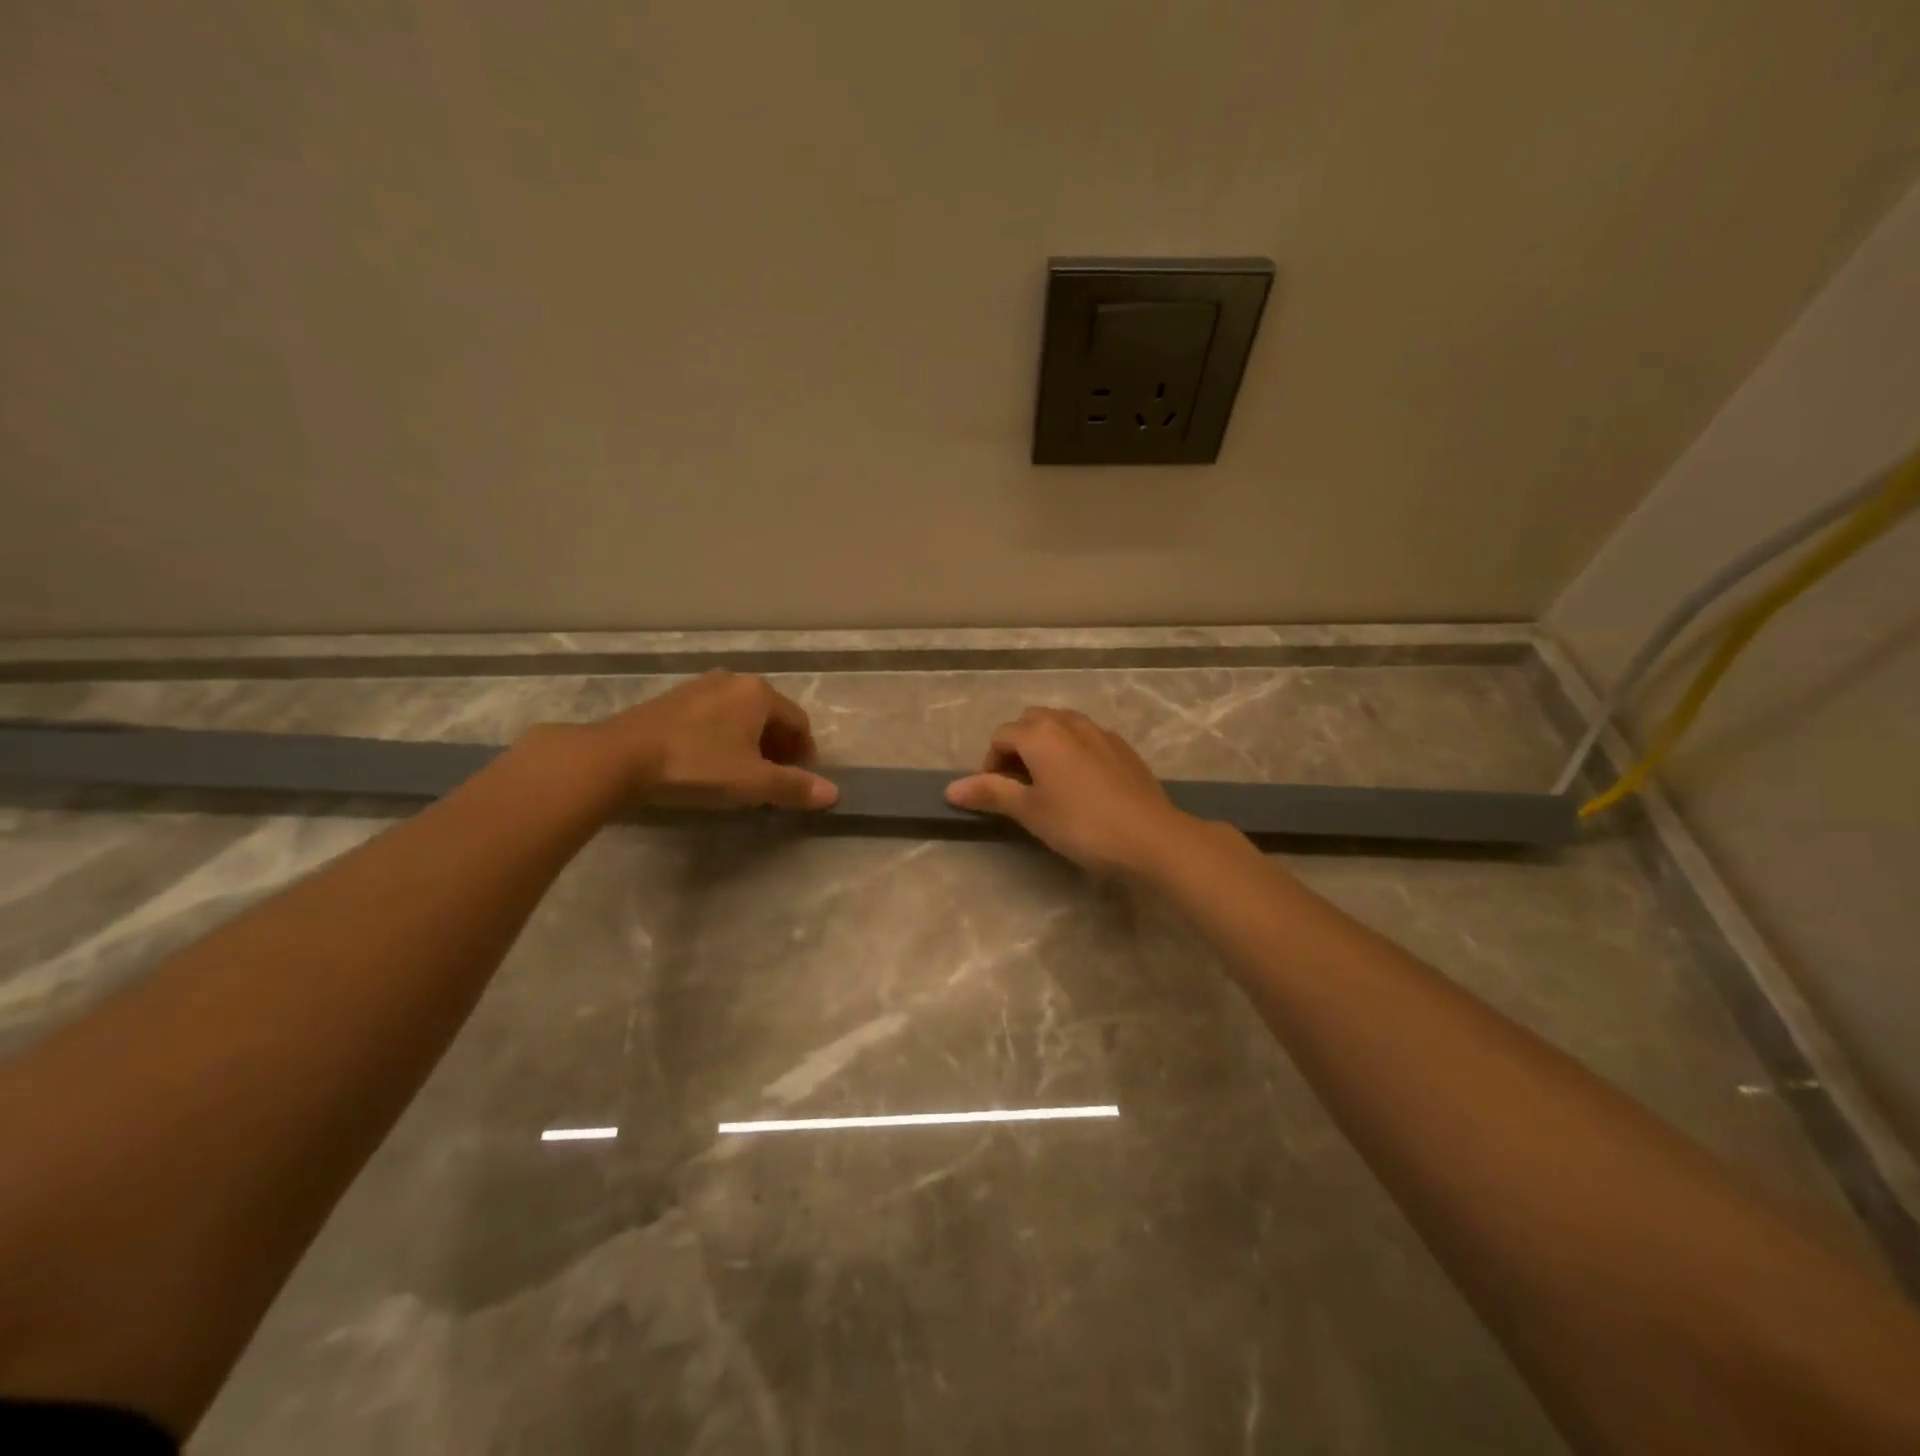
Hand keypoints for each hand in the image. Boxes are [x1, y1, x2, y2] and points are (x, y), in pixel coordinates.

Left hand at [582, 672, 838, 810]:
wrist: (620, 758)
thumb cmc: (697, 766)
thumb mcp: (752, 782)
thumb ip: (794, 786)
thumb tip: (833, 793)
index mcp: (758, 693)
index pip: (799, 721)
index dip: (806, 752)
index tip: (800, 780)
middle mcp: (732, 681)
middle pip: (770, 715)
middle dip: (779, 748)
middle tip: (774, 780)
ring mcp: (699, 687)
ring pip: (740, 716)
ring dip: (751, 744)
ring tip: (742, 775)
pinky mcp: (672, 701)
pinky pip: (714, 717)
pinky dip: (723, 738)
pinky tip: (709, 763)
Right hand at [944, 708, 1195, 877]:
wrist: (1150, 837)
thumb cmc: (1080, 824)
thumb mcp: (1029, 811)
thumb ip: (991, 793)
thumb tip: (950, 789)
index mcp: (1040, 733)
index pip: (1001, 737)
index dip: (989, 764)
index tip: (994, 795)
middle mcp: (1069, 722)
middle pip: (1031, 723)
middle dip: (1017, 747)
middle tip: (1018, 786)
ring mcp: (1100, 732)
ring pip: (1062, 727)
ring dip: (1046, 746)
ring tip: (1048, 784)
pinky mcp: (1123, 748)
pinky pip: (1087, 739)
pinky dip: (1074, 752)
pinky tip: (1082, 786)